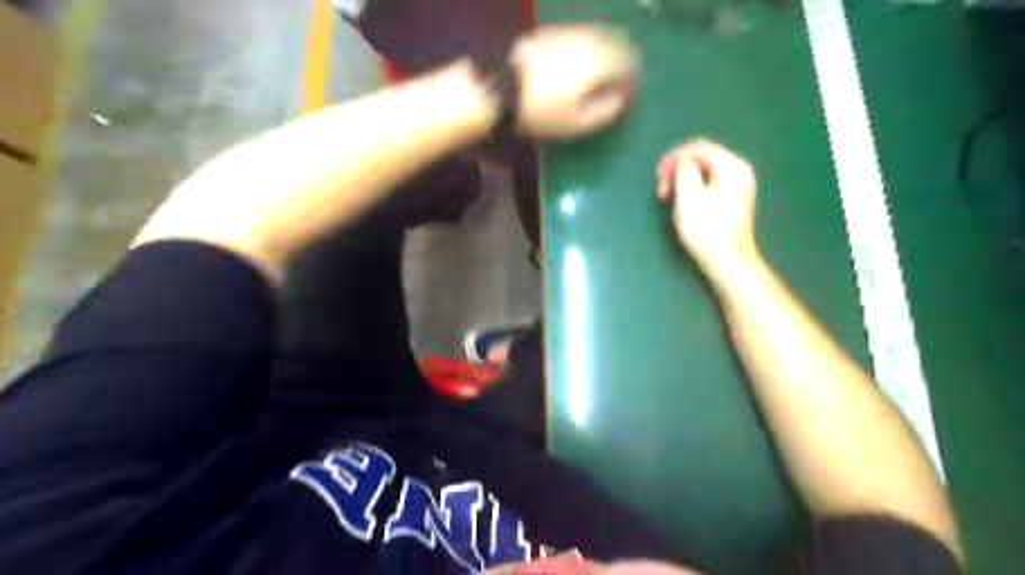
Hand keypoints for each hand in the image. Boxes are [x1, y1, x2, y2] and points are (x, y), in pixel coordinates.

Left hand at [513, 25, 636, 139]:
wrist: (499, 89)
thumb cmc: (542, 112)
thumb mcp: (578, 123)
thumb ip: (607, 111)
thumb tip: (622, 100)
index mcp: (600, 61)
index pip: (631, 64)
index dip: (634, 82)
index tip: (629, 99)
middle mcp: (589, 40)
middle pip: (618, 44)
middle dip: (623, 64)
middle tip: (619, 85)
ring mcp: (569, 32)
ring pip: (600, 37)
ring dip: (607, 54)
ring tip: (600, 77)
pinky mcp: (551, 33)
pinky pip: (580, 37)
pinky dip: (588, 49)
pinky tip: (579, 65)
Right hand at [660, 139, 753, 273]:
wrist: (727, 261)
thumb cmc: (706, 229)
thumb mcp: (689, 196)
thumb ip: (684, 170)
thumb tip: (683, 160)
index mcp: (732, 166)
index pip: (700, 148)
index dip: (675, 157)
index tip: (657, 174)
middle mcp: (739, 171)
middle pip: (704, 158)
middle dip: (679, 169)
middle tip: (661, 189)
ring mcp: (739, 186)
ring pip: (706, 171)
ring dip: (684, 180)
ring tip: (669, 197)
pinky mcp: (734, 200)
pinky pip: (710, 183)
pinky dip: (693, 188)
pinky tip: (683, 202)